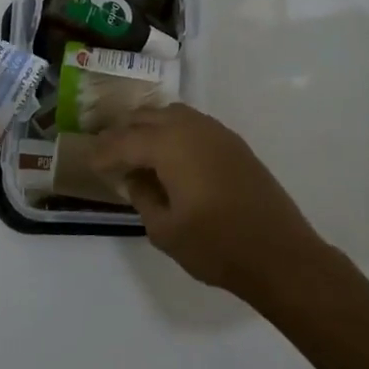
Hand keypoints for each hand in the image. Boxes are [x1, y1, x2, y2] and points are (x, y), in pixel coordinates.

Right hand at [88, 105, 324, 300]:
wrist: (279, 254)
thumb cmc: (216, 245)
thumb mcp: (165, 230)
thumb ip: (143, 197)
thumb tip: (137, 178)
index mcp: (169, 145)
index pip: (124, 141)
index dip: (103, 152)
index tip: (89, 162)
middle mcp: (192, 128)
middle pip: (147, 117)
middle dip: (124, 134)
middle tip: (109, 155)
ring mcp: (217, 133)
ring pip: (172, 115)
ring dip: (150, 128)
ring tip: (138, 153)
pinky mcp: (234, 144)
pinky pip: (194, 125)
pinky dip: (175, 133)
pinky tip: (172, 158)